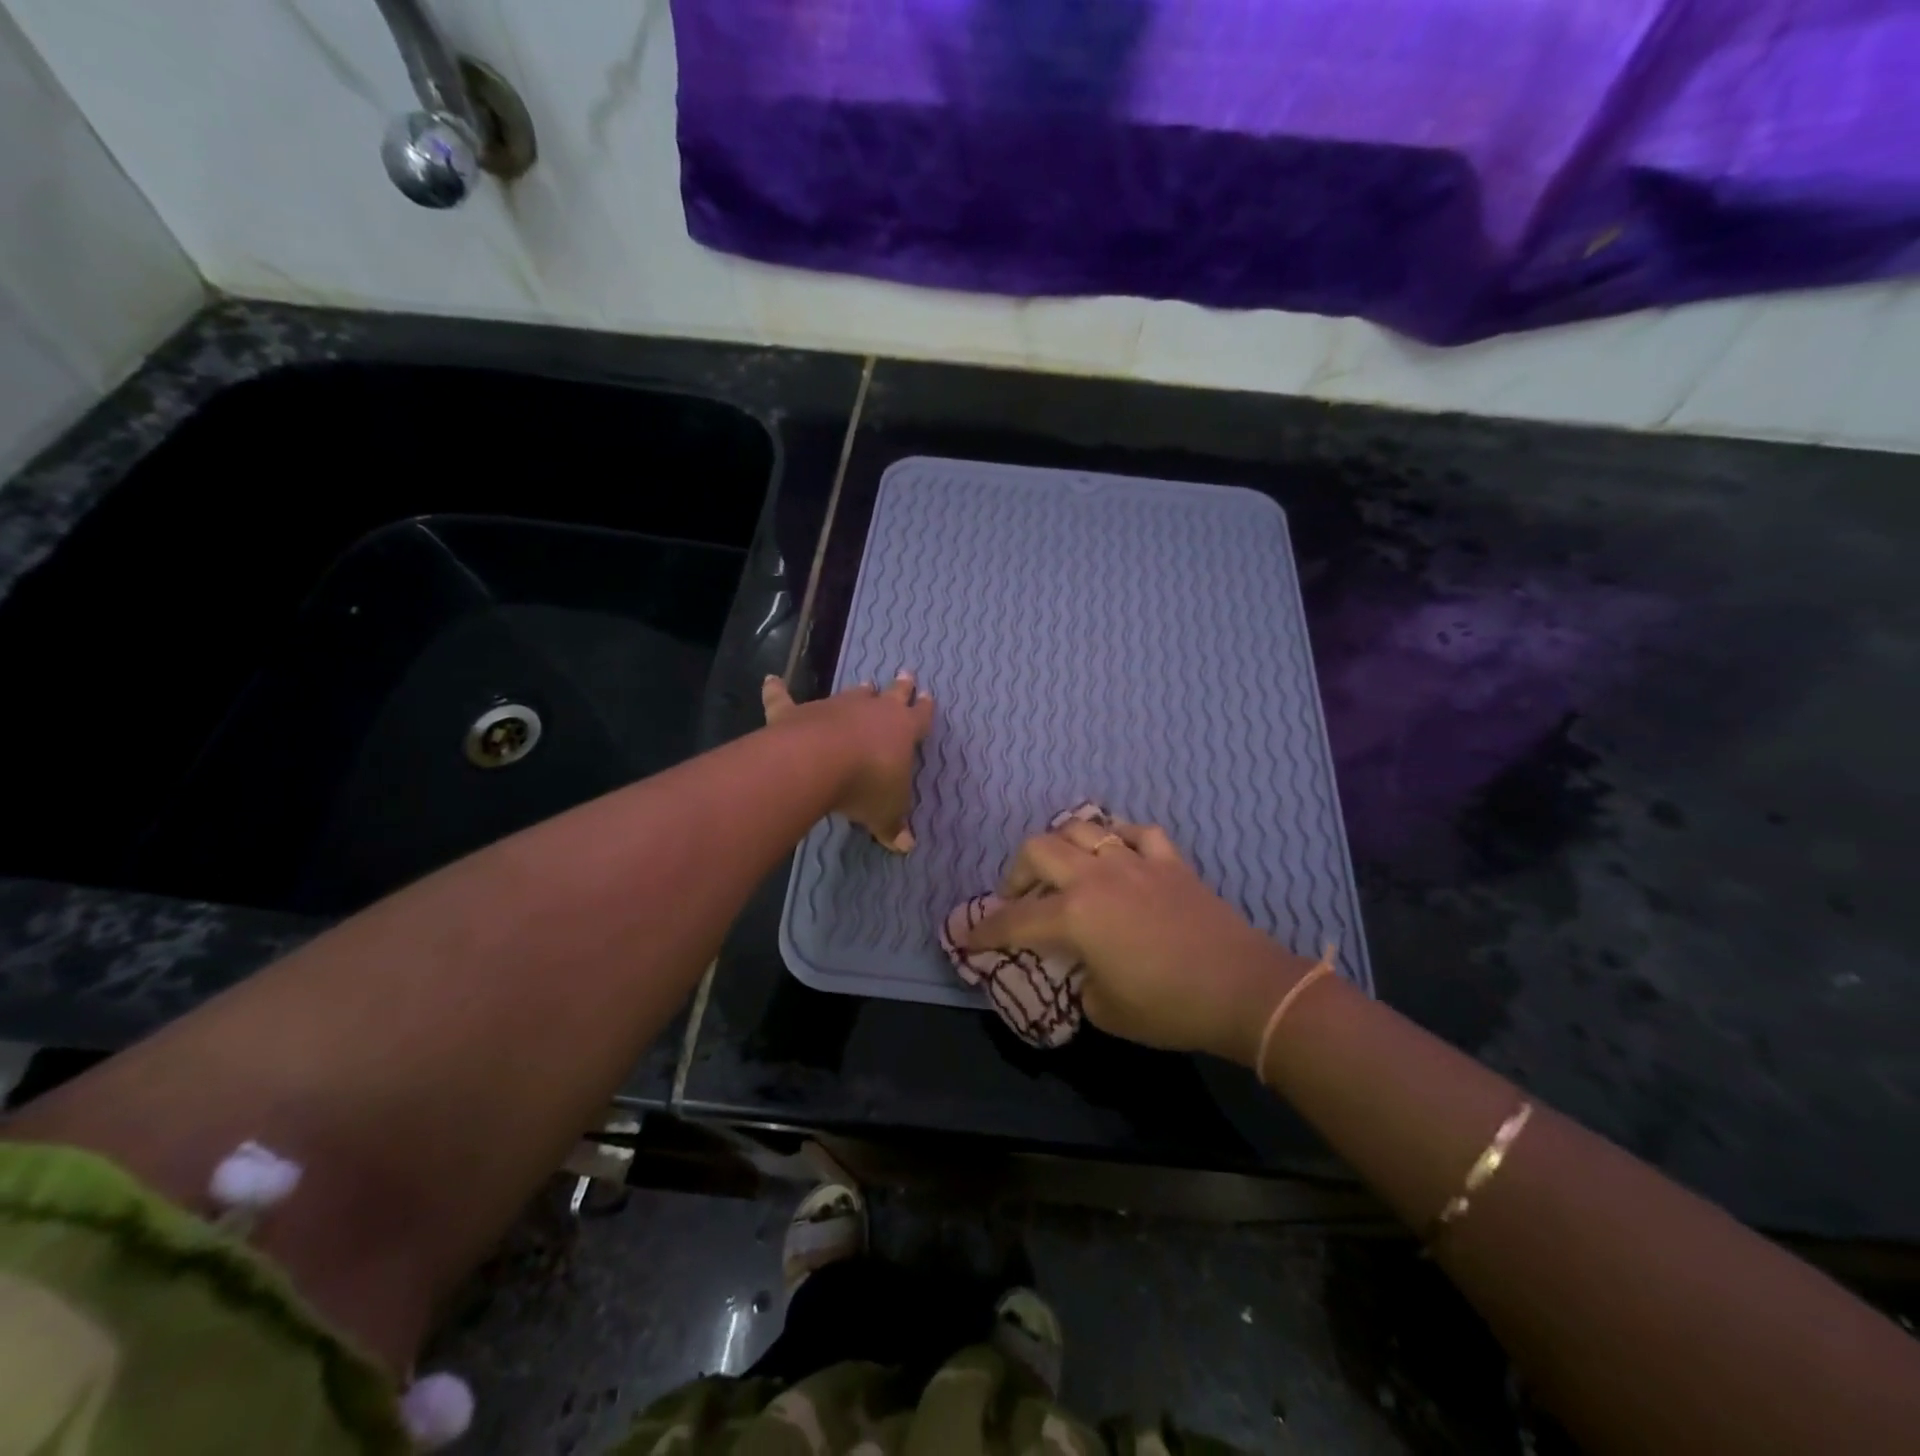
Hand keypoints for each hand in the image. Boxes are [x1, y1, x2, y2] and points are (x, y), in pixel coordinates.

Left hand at [762, 672, 933, 851]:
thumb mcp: (886, 812)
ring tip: (865, 684)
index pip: (920, 716)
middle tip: (906, 675)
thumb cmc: (867, 785)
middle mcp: (872, 710)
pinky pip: (785, 698)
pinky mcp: (797, 712)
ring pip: (851, 694)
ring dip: (858, 692)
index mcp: (902, 729)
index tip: (928, 697)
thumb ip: (894, 826)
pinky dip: (777, 690)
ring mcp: (834, 707)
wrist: (819, 762)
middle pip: (891, 694)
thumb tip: (906, 847)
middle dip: (900, 687)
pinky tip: (771, 680)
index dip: (925, 709)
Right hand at [961, 818, 1315, 1064]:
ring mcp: (1134, 861)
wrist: (1243, 989)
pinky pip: (1135, 833)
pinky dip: (1118, 840)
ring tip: (1064, 871)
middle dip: (1016, 873)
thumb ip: (1079, 981)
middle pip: (1038, 850)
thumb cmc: (1169, 1007)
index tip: (965, 937)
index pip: (1014, 920)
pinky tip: (1118, 855)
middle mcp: (1096, 877)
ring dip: (1062, 847)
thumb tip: (1082, 968)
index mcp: (1074, 915)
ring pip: (1083, 828)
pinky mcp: (1169, 861)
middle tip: (1018, 899)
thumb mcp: (1106, 1010)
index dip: (984, 931)